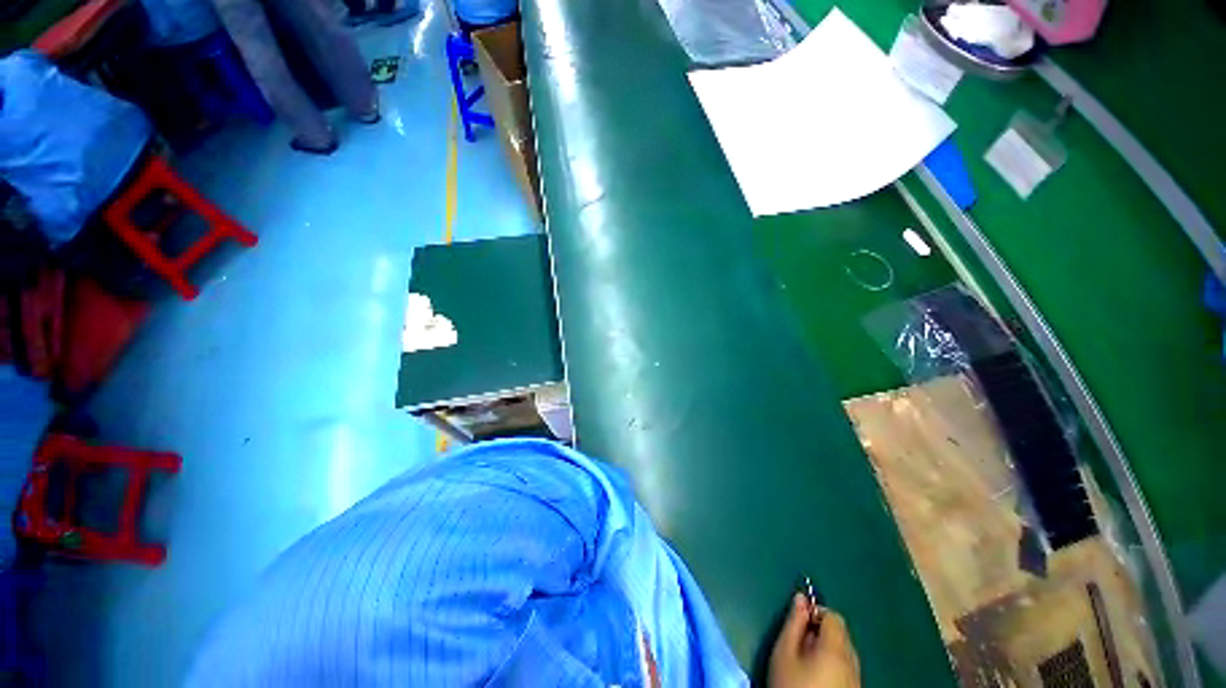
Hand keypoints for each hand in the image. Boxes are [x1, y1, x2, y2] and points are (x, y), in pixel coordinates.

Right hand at [768, 594, 860, 687]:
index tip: (799, 622)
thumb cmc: (792, 685)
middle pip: (841, 634)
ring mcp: (857, 680)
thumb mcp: (784, 652)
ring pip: (844, 652)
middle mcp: (853, 662)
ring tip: (806, 662)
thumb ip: (794, 622)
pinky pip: (846, 669)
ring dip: (827, 649)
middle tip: (799, 643)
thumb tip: (800, 598)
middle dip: (821, 632)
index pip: (833, 616)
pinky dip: (833, 666)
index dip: (816, 612)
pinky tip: (817, 678)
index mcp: (836, 648)